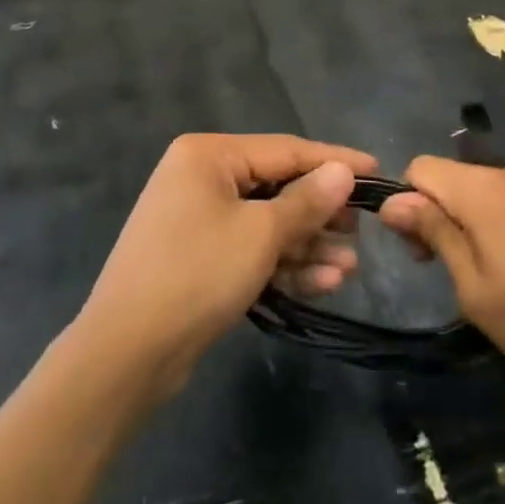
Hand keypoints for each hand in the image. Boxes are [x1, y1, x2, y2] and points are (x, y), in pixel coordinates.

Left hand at [78, 134, 372, 398]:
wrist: (126, 354)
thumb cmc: (197, 274)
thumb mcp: (261, 234)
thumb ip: (307, 201)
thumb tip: (343, 172)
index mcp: (209, 155)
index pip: (285, 150)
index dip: (334, 162)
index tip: (377, 172)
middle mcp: (201, 177)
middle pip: (277, 187)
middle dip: (320, 214)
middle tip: (359, 232)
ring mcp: (197, 219)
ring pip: (266, 223)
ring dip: (307, 246)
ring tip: (349, 268)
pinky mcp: (199, 257)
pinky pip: (250, 249)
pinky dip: (283, 264)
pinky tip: (324, 283)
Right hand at [377, 157, 504, 404]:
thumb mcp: (475, 289)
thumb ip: (434, 234)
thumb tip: (394, 200)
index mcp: (482, 188)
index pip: (420, 168)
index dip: (408, 205)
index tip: (421, 252)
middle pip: (455, 179)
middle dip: (440, 216)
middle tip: (454, 273)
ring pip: (487, 192)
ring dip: (475, 224)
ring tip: (498, 279)